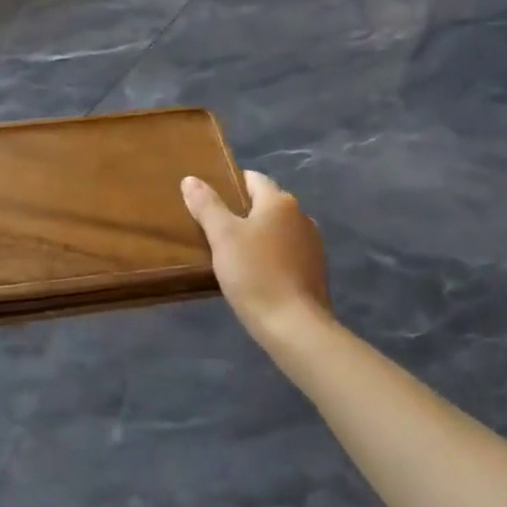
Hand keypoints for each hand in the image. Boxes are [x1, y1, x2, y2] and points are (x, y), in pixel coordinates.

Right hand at [182, 171, 331, 348]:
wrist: (295, 327)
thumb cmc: (255, 273)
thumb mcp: (222, 236)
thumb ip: (206, 205)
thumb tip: (191, 179)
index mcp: (280, 201)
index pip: (252, 179)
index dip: (230, 184)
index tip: (209, 199)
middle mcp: (301, 216)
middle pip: (265, 204)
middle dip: (242, 212)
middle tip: (214, 227)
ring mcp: (313, 244)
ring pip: (277, 229)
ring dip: (258, 235)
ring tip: (232, 252)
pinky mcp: (316, 271)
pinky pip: (287, 252)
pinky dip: (271, 255)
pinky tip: (255, 273)